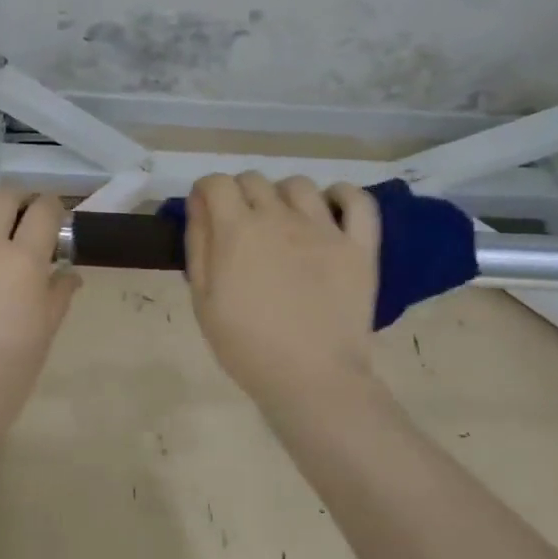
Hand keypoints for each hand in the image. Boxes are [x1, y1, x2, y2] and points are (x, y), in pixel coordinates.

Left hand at [0, 188, 80, 430]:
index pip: (43, 212)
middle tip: (21, 213)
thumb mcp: (43, 334)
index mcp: (22, 261)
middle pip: (3, 197)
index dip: (52, 207)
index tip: (52, 215)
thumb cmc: (4, 374)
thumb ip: (57, 295)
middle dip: (18, 198)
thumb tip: (67, 273)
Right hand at [185, 172, 381, 415]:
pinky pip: (357, 201)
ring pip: (298, 185)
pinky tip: (329, 207)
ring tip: (281, 221)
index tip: (205, 211)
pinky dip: (341, 195)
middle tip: (239, 225)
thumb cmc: (245, 344)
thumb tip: (199, 203)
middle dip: (239, 194)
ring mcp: (324, 228)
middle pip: (254, 179)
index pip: (216, 183)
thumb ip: (199, 244)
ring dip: (281, 195)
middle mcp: (279, 217)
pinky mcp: (358, 246)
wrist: (311, 378)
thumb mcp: (203, 298)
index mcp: (237, 230)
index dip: (206, 192)